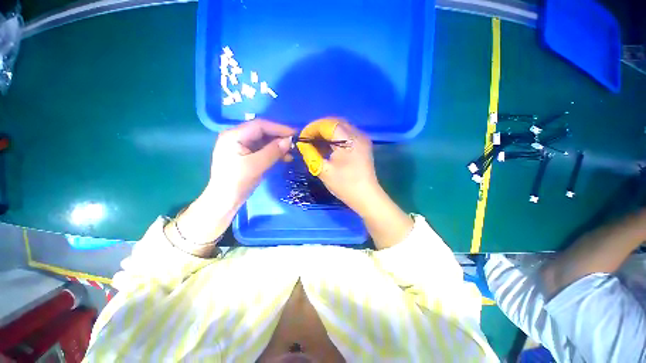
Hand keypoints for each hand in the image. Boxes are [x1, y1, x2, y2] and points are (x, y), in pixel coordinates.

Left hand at [207, 119, 294, 199]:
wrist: (225, 201)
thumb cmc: (237, 182)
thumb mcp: (256, 165)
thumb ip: (273, 151)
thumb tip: (290, 141)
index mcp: (234, 135)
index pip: (260, 125)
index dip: (279, 128)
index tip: (295, 134)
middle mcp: (237, 137)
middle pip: (262, 132)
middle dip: (279, 137)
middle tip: (294, 144)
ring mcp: (241, 147)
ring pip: (264, 141)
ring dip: (278, 146)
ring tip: (291, 153)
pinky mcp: (246, 156)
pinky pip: (263, 150)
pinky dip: (274, 153)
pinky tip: (284, 158)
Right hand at [296, 118, 379, 215]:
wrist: (366, 197)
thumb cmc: (345, 185)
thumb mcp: (323, 170)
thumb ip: (310, 154)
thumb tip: (302, 144)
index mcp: (349, 140)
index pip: (327, 124)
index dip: (312, 128)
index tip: (302, 137)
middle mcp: (358, 134)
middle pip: (335, 122)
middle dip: (319, 129)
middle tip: (308, 139)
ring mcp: (363, 139)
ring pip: (341, 127)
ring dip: (327, 132)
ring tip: (316, 142)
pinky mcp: (363, 145)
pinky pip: (347, 134)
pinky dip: (335, 137)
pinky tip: (328, 146)